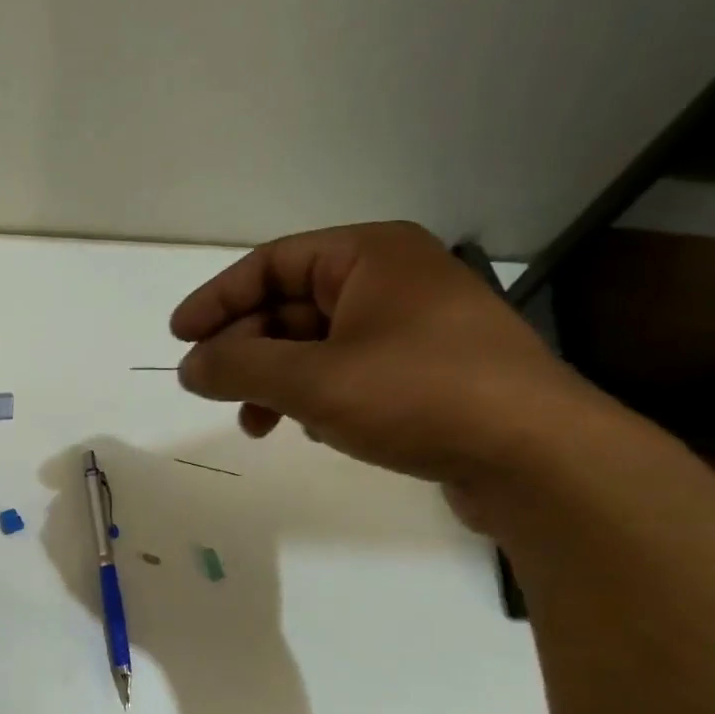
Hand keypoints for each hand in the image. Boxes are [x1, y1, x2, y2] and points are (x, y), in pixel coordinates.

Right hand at [172, 222, 609, 489]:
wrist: (535, 457)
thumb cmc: (419, 395)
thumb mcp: (313, 380)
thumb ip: (239, 368)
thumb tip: (188, 366)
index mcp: (370, 256)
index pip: (271, 264)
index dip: (217, 300)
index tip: (179, 338)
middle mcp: (391, 280)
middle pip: (290, 305)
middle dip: (245, 349)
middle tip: (209, 389)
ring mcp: (411, 328)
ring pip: (314, 344)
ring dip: (273, 380)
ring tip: (254, 423)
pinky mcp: (423, 372)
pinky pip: (345, 371)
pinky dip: (311, 395)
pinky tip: (304, 427)